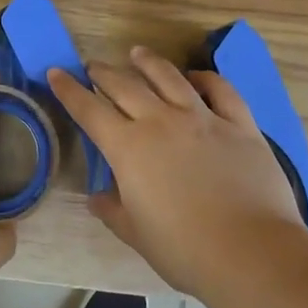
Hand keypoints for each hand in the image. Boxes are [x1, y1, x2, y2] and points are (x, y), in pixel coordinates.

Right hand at [50, 47, 305, 297]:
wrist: (251, 253)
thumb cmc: (184, 250)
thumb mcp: (136, 234)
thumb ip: (113, 210)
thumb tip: (97, 196)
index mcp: (128, 148)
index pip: (89, 110)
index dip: (69, 90)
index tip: (56, 72)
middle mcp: (161, 121)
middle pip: (125, 85)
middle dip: (104, 73)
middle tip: (93, 67)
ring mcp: (202, 118)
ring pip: (169, 77)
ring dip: (148, 62)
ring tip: (137, 53)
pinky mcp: (239, 124)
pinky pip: (220, 90)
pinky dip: (205, 78)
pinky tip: (195, 77)